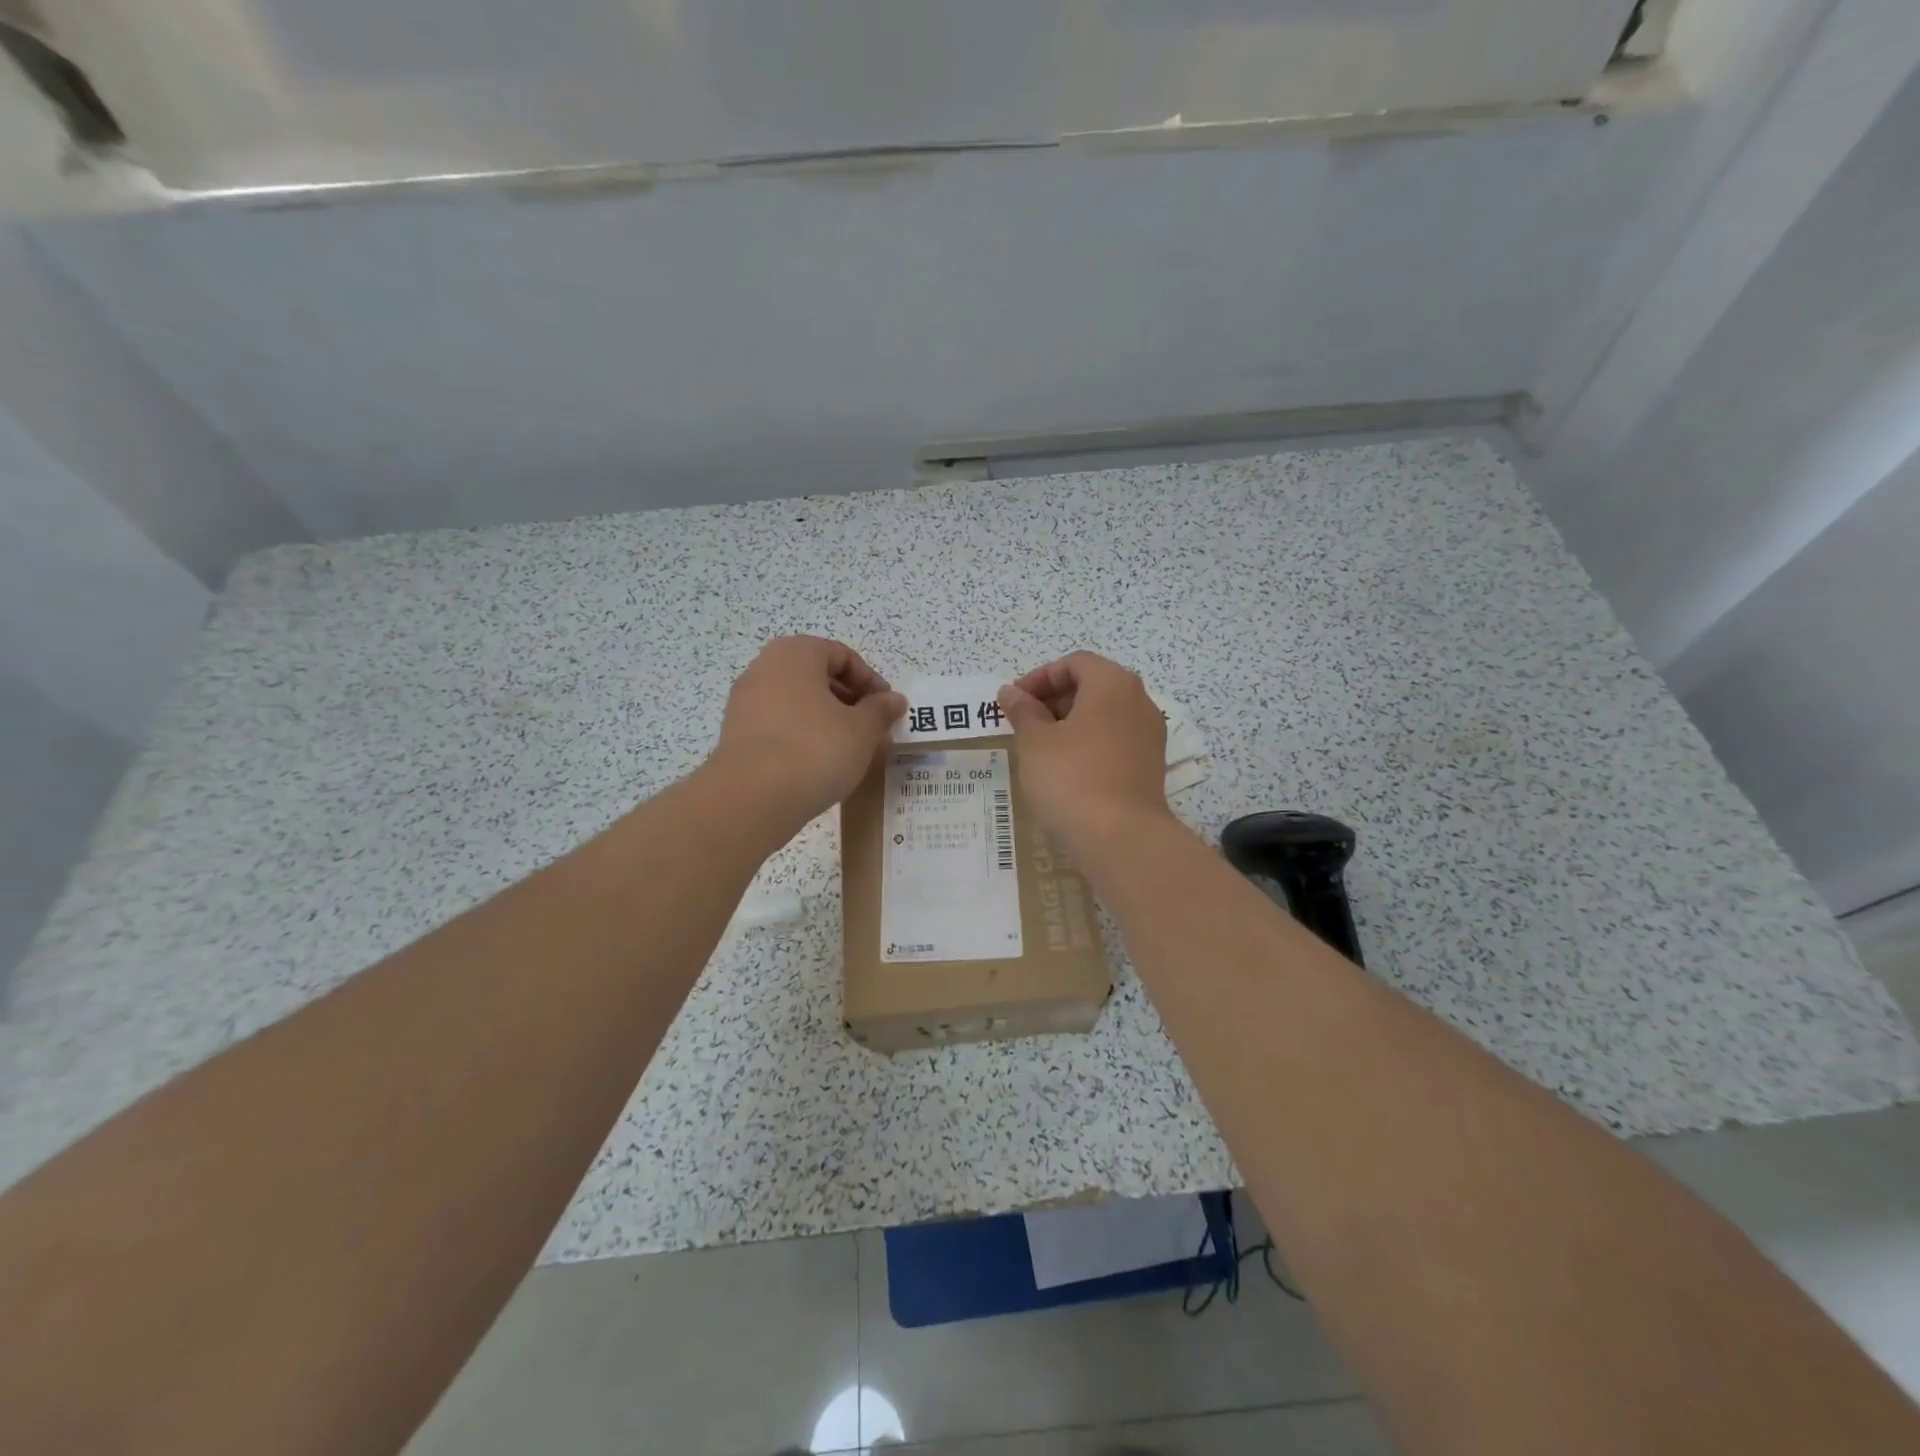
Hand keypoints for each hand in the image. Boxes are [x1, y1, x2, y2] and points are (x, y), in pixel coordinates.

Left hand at [708, 636, 905, 833]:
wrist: (752, 797)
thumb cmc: (816, 749)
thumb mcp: (862, 730)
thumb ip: (881, 710)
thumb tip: (893, 700)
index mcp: (796, 654)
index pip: (842, 655)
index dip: (870, 681)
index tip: (887, 709)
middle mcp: (764, 668)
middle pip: (816, 676)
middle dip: (847, 699)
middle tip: (870, 728)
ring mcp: (745, 701)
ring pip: (796, 701)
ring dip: (825, 718)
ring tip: (847, 748)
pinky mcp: (735, 733)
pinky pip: (778, 724)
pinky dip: (801, 735)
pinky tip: (817, 762)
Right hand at [997, 652, 1172, 858]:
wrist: (1121, 837)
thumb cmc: (1071, 777)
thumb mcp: (1035, 741)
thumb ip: (1022, 710)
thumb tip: (1011, 692)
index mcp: (1113, 683)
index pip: (1074, 663)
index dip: (1039, 677)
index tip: (1014, 701)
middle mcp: (1139, 701)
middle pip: (1092, 685)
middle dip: (1054, 699)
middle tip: (1023, 723)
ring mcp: (1149, 735)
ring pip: (1104, 715)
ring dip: (1070, 723)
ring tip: (1040, 748)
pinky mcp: (1150, 765)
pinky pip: (1115, 741)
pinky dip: (1089, 744)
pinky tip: (1066, 769)